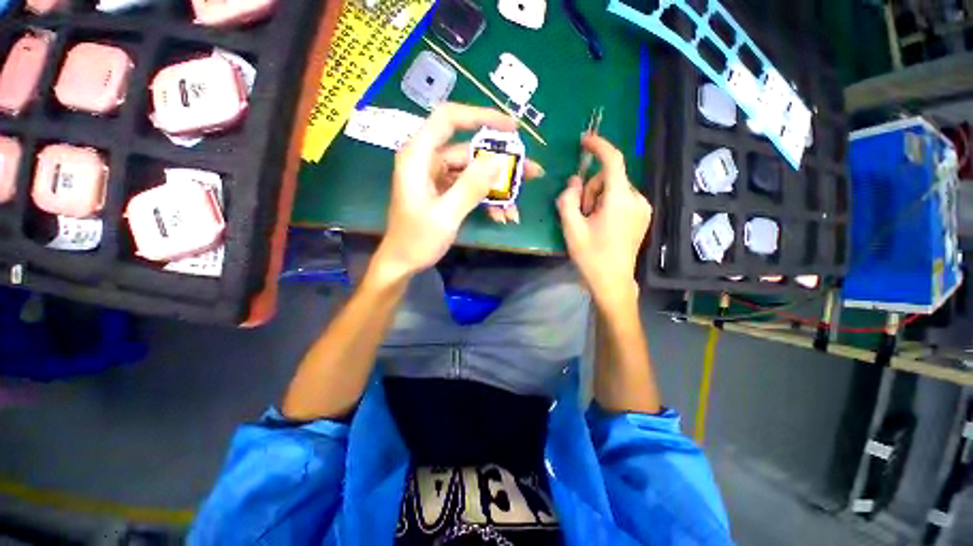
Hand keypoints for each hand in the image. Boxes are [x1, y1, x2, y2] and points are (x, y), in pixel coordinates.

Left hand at [373, 103, 539, 281]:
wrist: (402, 263)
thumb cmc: (417, 240)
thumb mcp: (446, 215)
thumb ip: (471, 186)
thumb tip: (499, 159)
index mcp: (418, 156)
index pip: (449, 118)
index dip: (482, 116)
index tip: (512, 128)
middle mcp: (427, 160)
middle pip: (469, 149)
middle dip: (501, 163)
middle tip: (531, 172)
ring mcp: (436, 177)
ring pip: (473, 171)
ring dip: (497, 187)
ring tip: (518, 205)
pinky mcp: (443, 191)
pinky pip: (469, 187)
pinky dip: (486, 199)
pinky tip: (500, 216)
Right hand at [557, 135, 651, 306]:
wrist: (612, 281)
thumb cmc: (590, 256)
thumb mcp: (571, 228)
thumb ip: (568, 199)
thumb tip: (574, 181)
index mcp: (620, 200)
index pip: (613, 161)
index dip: (598, 146)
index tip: (584, 140)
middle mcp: (637, 198)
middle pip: (609, 178)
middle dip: (591, 190)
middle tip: (581, 214)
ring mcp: (643, 208)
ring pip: (614, 188)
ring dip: (598, 199)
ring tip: (591, 223)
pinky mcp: (642, 215)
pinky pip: (621, 198)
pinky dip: (608, 204)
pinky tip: (602, 224)